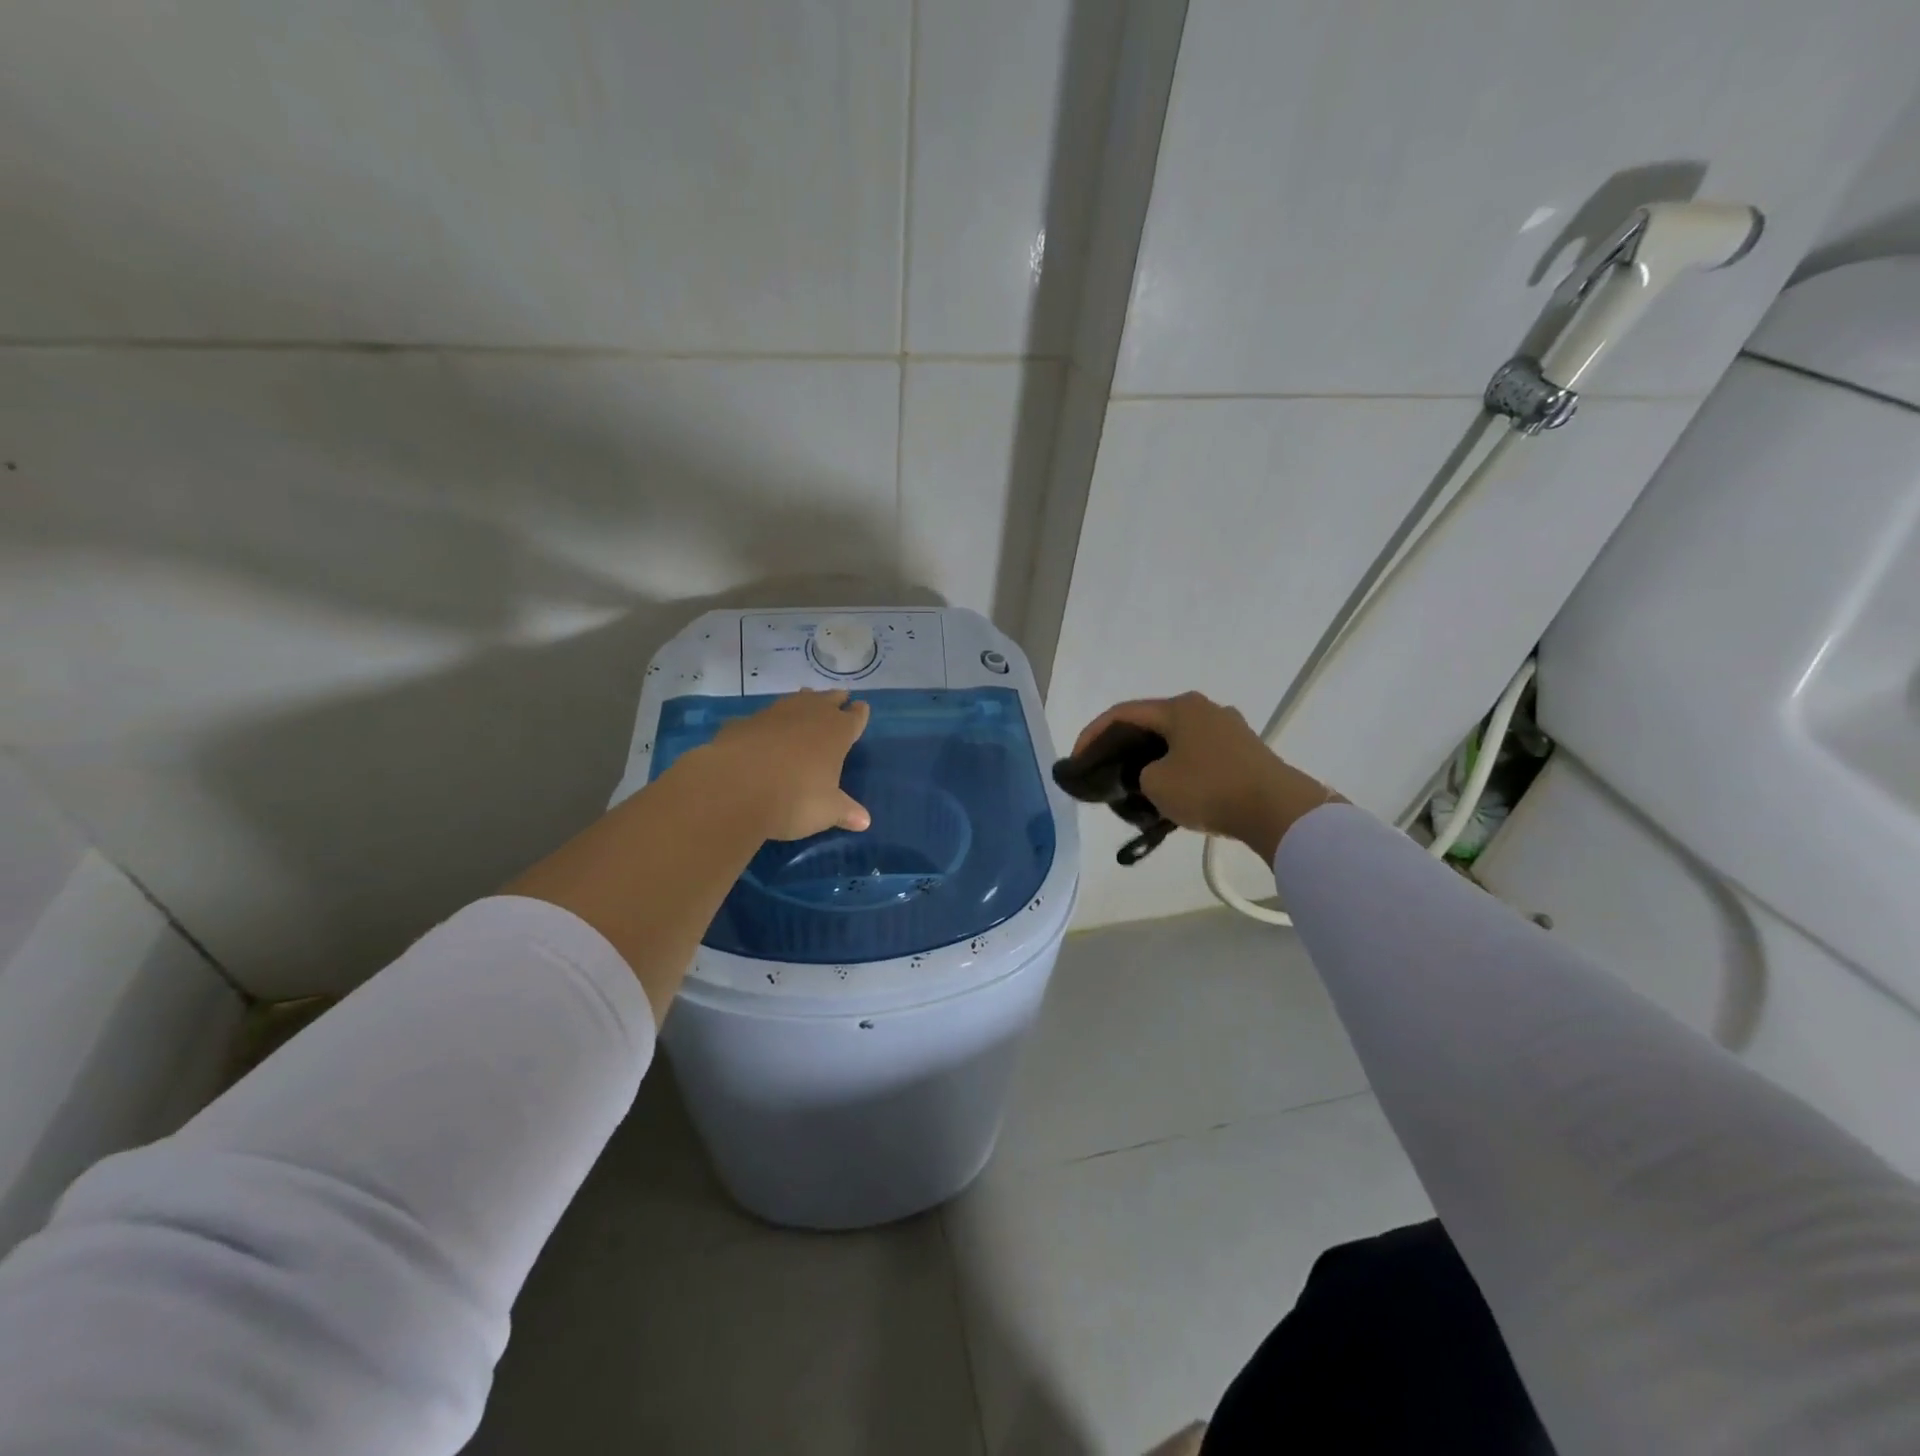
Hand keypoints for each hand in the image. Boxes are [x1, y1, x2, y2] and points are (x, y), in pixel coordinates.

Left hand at [698, 689, 871, 840]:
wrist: (734, 788)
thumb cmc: (794, 799)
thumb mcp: (826, 811)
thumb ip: (845, 812)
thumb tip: (864, 821)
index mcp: (836, 732)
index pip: (854, 717)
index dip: (859, 714)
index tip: (862, 708)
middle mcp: (808, 715)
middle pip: (827, 699)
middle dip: (835, 700)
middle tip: (840, 697)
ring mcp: (774, 714)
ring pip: (795, 700)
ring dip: (803, 702)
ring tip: (807, 700)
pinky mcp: (743, 722)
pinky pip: (762, 718)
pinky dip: (767, 723)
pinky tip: (763, 731)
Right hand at [1073, 692, 1341, 861]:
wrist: (1278, 810)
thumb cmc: (1209, 789)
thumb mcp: (1155, 784)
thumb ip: (1138, 775)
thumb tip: (1149, 775)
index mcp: (1179, 707)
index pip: (1122, 713)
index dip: (1092, 735)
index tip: (1077, 760)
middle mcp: (1204, 709)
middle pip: (1150, 724)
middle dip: (1123, 747)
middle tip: (1105, 771)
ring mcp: (1229, 728)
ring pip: (1175, 740)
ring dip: (1151, 760)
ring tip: (1136, 786)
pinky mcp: (1244, 751)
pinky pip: (1198, 755)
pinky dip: (1177, 769)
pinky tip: (1171, 793)